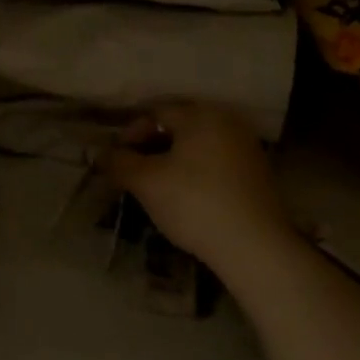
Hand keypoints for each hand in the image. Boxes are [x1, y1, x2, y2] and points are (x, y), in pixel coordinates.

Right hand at [101, 102, 290, 273]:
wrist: (255, 248)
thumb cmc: (195, 204)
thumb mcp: (147, 183)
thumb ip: (120, 163)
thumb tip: (102, 155)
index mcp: (201, 114)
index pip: (156, 112)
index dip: (131, 132)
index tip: (117, 158)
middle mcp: (227, 121)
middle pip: (179, 125)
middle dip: (151, 145)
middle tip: (133, 170)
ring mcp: (246, 147)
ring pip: (197, 145)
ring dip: (173, 159)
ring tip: (156, 184)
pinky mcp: (257, 174)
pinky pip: (216, 162)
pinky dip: (196, 171)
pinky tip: (185, 196)